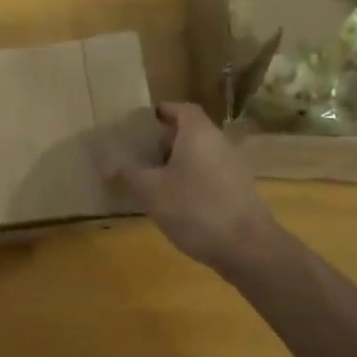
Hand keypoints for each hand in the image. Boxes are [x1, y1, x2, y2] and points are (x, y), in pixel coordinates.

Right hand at [104, 103, 278, 273]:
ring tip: (153, 179)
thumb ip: (129, 175)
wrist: (249, 248)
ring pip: (200, 154)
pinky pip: (210, 174)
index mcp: (198, 133)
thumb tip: (107, 164)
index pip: (181, 108)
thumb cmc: (196, 209)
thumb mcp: (152, 192)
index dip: (161, 111)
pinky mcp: (238, 190)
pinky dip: (192, 179)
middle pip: (190, 131)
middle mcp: (218, 142)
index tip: (142, 122)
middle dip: (165, 140)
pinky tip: (177, 202)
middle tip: (141, 154)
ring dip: (178, 162)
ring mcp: (233, 167)